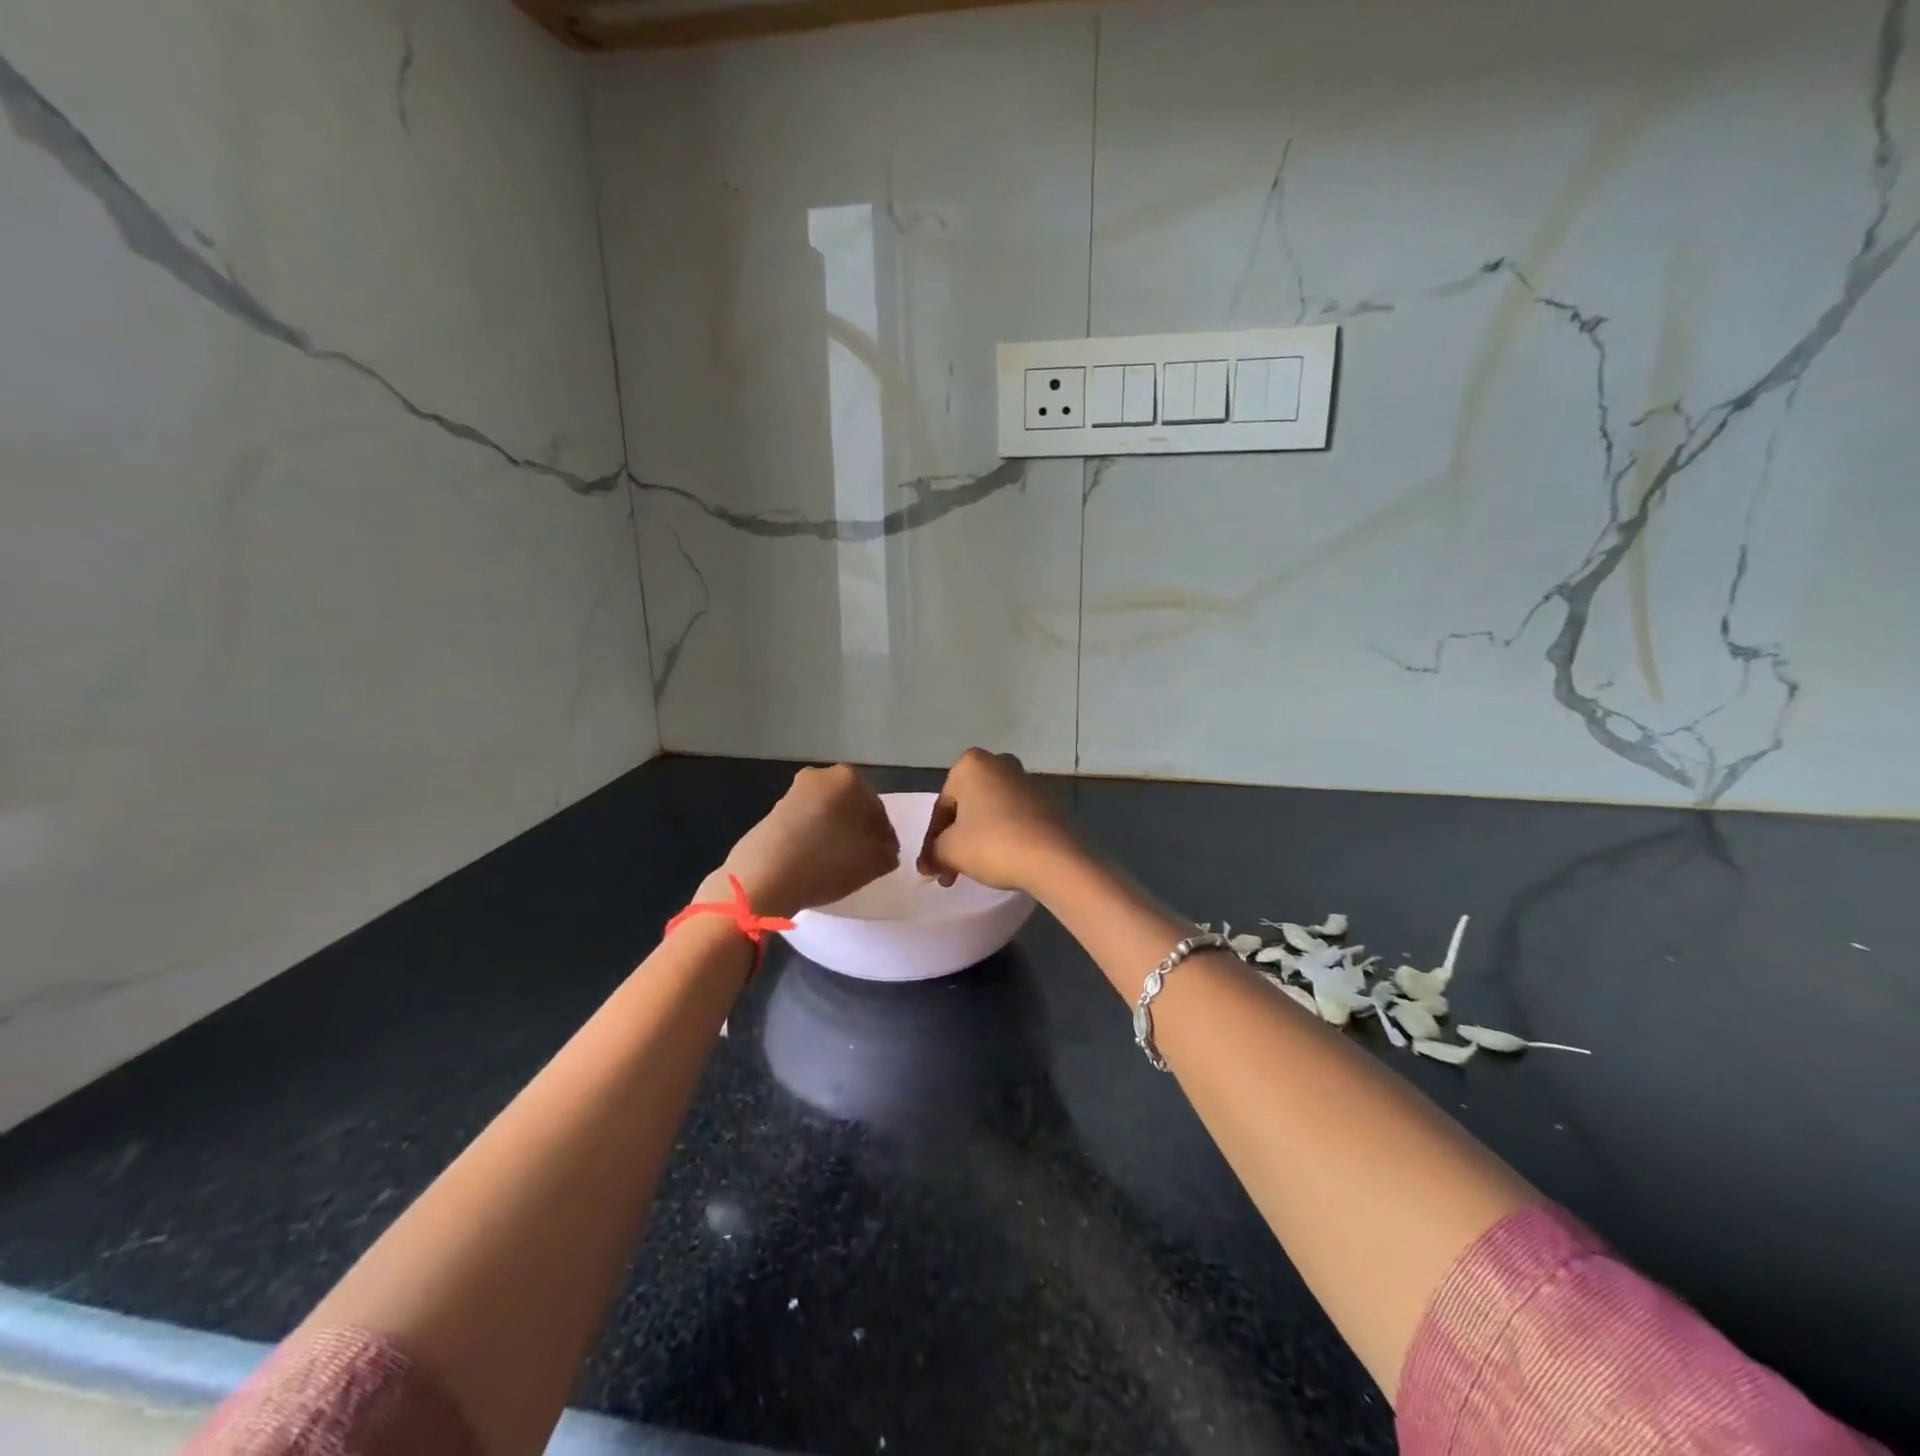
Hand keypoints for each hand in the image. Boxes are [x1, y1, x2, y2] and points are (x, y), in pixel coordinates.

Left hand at [714, 765, 899, 920]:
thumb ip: (888, 854)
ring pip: (828, 814)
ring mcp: (793, 792)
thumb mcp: (873, 863)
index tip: (887, 857)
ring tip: (840, 865)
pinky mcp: (773, 812)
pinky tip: (816, 863)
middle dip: (860, 831)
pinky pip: (806, 824)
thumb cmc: (826, 862)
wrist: (762, 878)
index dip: (886, 837)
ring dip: (836, 835)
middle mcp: (821, 776)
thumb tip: (885, 851)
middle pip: (852, 808)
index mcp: (849, 778)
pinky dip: (815, 839)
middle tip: (866, 860)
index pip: (878, 810)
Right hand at [916, 749, 1080, 893]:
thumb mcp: (950, 850)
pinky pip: (1014, 818)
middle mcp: (999, 763)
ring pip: (990, 812)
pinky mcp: (1048, 801)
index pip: (942, 806)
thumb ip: (933, 852)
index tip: (930, 867)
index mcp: (971, 764)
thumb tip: (928, 863)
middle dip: (956, 838)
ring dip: (978, 839)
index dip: (932, 840)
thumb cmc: (993, 843)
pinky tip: (1001, 861)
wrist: (1053, 858)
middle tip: (949, 871)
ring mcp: (1027, 781)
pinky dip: (1003, 836)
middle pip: (967, 806)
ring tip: (972, 871)